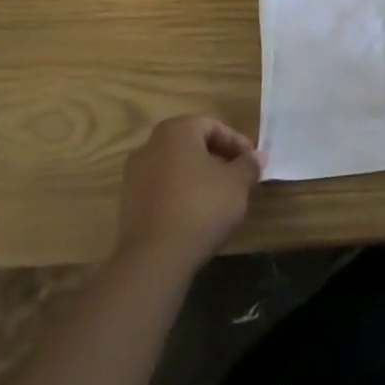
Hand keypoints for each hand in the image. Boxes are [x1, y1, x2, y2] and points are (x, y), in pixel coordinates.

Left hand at [117, 116, 266, 265]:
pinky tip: (197, 215)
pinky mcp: (127, 205)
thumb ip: (249, 164)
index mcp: (176, 131)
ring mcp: (134, 176)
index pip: (213, 126)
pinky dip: (181, 196)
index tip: (253, 162)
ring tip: (220, 198)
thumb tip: (257, 156)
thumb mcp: (237, 183)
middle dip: (218, 159)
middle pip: (192, 146)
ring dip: (199, 178)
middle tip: (239, 177)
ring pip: (176, 168)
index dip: (237, 143)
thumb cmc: (201, 206)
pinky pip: (162, 190)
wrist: (153, 258)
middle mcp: (150, 146)